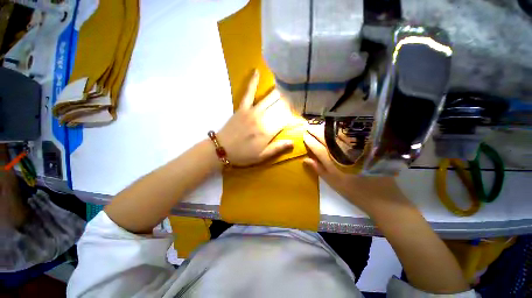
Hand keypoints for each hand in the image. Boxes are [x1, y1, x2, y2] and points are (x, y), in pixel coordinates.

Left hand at [217, 70, 293, 166]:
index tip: (301, 111)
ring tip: (288, 86)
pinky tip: (257, 71)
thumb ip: (278, 148)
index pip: (286, 118)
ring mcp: (252, 111)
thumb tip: (293, 142)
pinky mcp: (242, 107)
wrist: (222, 149)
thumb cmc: (243, 155)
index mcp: (268, 131)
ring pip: (269, 98)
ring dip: (280, 92)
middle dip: (290, 101)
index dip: (294, 114)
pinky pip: (248, 92)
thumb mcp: (262, 156)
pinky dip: (253, 82)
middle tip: (297, 98)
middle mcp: (263, 118)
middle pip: (280, 106)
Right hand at [303, 125, 412, 215]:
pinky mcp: (364, 148)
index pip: (317, 148)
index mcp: (332, 163)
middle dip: (316, 131)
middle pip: (326, 138)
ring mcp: (353, 149)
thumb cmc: (353, 192)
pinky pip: (349, 136)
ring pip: (337, 135)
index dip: (309, 140)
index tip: (304, 135)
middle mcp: (342, 153)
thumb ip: (318, 169)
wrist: (381, 196)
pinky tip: (336, 130)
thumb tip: (305, 159)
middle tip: (309, 127)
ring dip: (326, 129)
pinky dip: (340, 132)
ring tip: (319, 126)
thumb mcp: (332, 183)